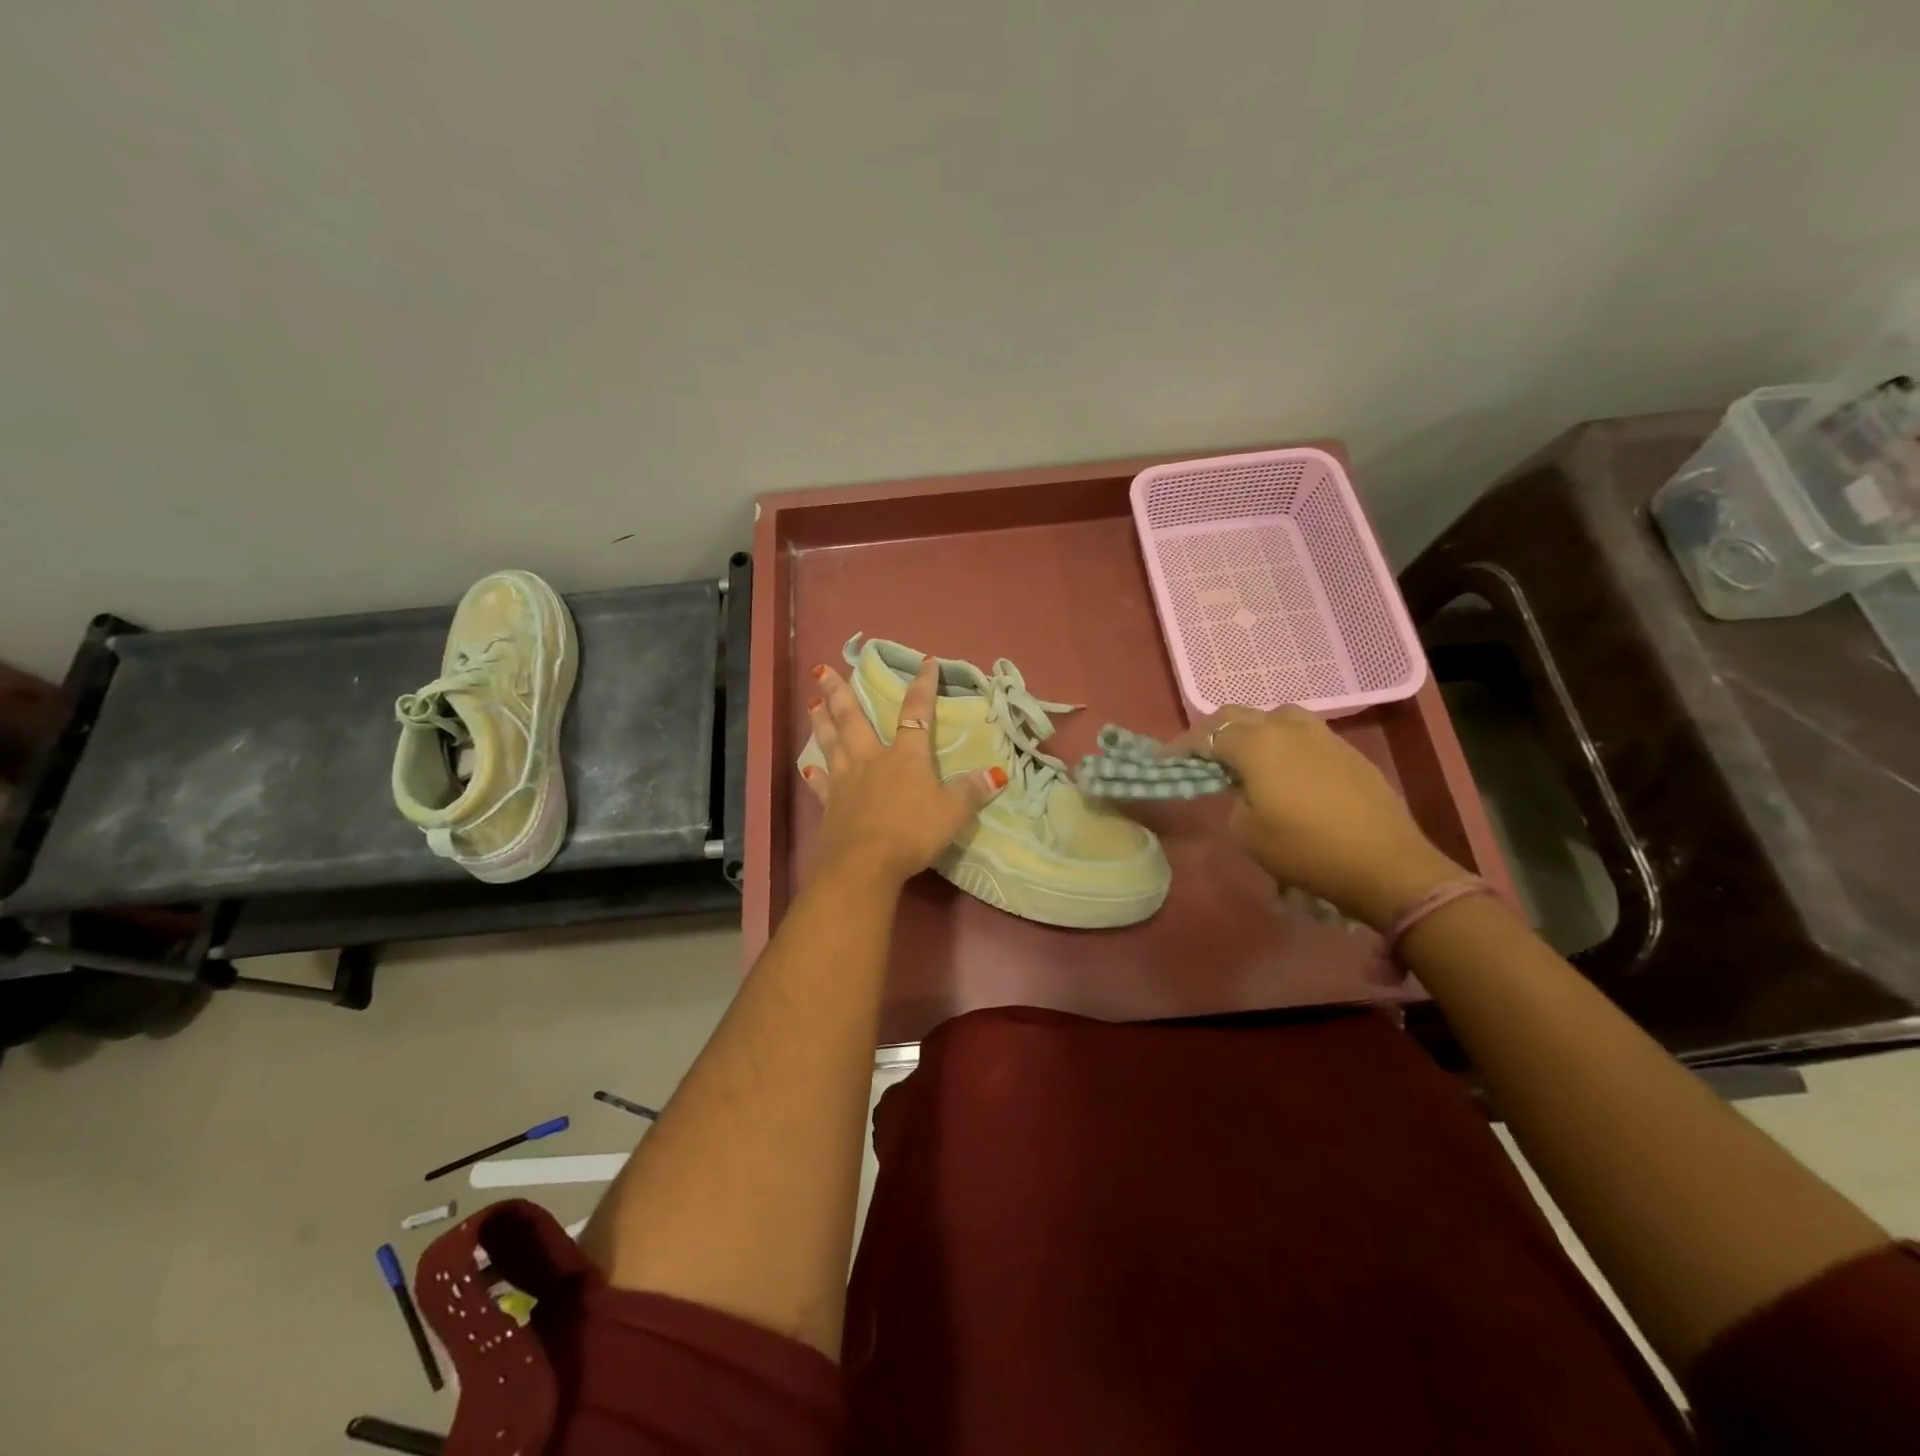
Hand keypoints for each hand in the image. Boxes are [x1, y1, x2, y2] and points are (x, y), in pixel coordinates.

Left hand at [800, 657, 1005, 889]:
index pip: (916, 713)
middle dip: (840, 692)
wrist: (864, 864)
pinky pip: (820, 783)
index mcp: (905, 757)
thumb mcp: (952, 813)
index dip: (922, 687)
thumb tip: (997, 774)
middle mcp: (871, 759)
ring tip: (812, 701)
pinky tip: (808, 766)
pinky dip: (814, 773)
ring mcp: (845, 780)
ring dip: (821, 720)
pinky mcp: (829, 804)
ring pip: (831, 742)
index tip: (926, 663)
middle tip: (822, 669)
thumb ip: (972, 791)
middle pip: (853, 719)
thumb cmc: (912, 832)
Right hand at [1169, 706, 1469, 929]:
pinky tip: (1285, 770)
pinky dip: (1282, 743)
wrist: (1385, 863)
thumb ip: (1233, 798)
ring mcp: (1321, 734)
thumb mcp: (1247, 832)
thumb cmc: (1305, 849)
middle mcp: (1286, 727)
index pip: (1208, 733)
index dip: (1183, 746)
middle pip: (1238, 715)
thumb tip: (1242, 788)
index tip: (1166, 761)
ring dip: (1252, 731)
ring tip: (1245, 757)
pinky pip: (1302, 734)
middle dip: (1213, 732)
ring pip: (1274, 717)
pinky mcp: (1346, 750)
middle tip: (1200, 755)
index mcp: (1256, 744)